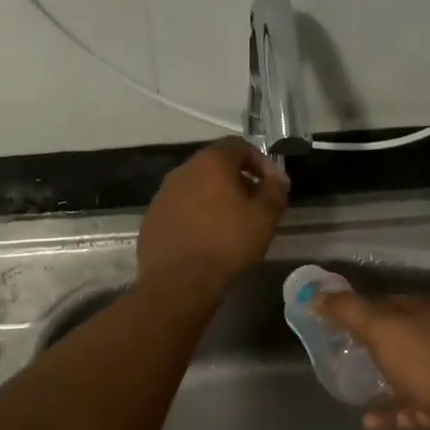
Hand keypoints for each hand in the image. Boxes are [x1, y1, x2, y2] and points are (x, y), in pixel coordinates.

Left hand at [137, 139, 289, 296]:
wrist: (178, 282)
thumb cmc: (227, 244)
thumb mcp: (264, 217)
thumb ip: (275, 191)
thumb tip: (278, 178)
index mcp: (210, 163)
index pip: (239, 146)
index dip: (261, 161)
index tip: (273, 185)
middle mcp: (182, 171)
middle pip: (215, 166)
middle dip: (238, 181)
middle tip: (254, 205)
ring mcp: (162, 195)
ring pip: (195, 188)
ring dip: (215, 199)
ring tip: (231, 225)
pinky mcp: (151, 220)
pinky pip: (180, 210)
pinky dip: (196, 217)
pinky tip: (205, 240)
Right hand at [309, 291, 429, 429]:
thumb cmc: (423, 361)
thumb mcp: (379, 328)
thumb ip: (347, 310)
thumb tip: (316, 296)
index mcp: (423, 311)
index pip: (384, 302)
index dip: (357, 311)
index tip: (332, 324)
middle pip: (394, 337)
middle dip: (366, 346)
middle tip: (337, 357)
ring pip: (403, 372)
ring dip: (378, 381)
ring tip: (351, 388)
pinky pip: (411, 405)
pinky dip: (391, 411)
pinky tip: (369, 421)